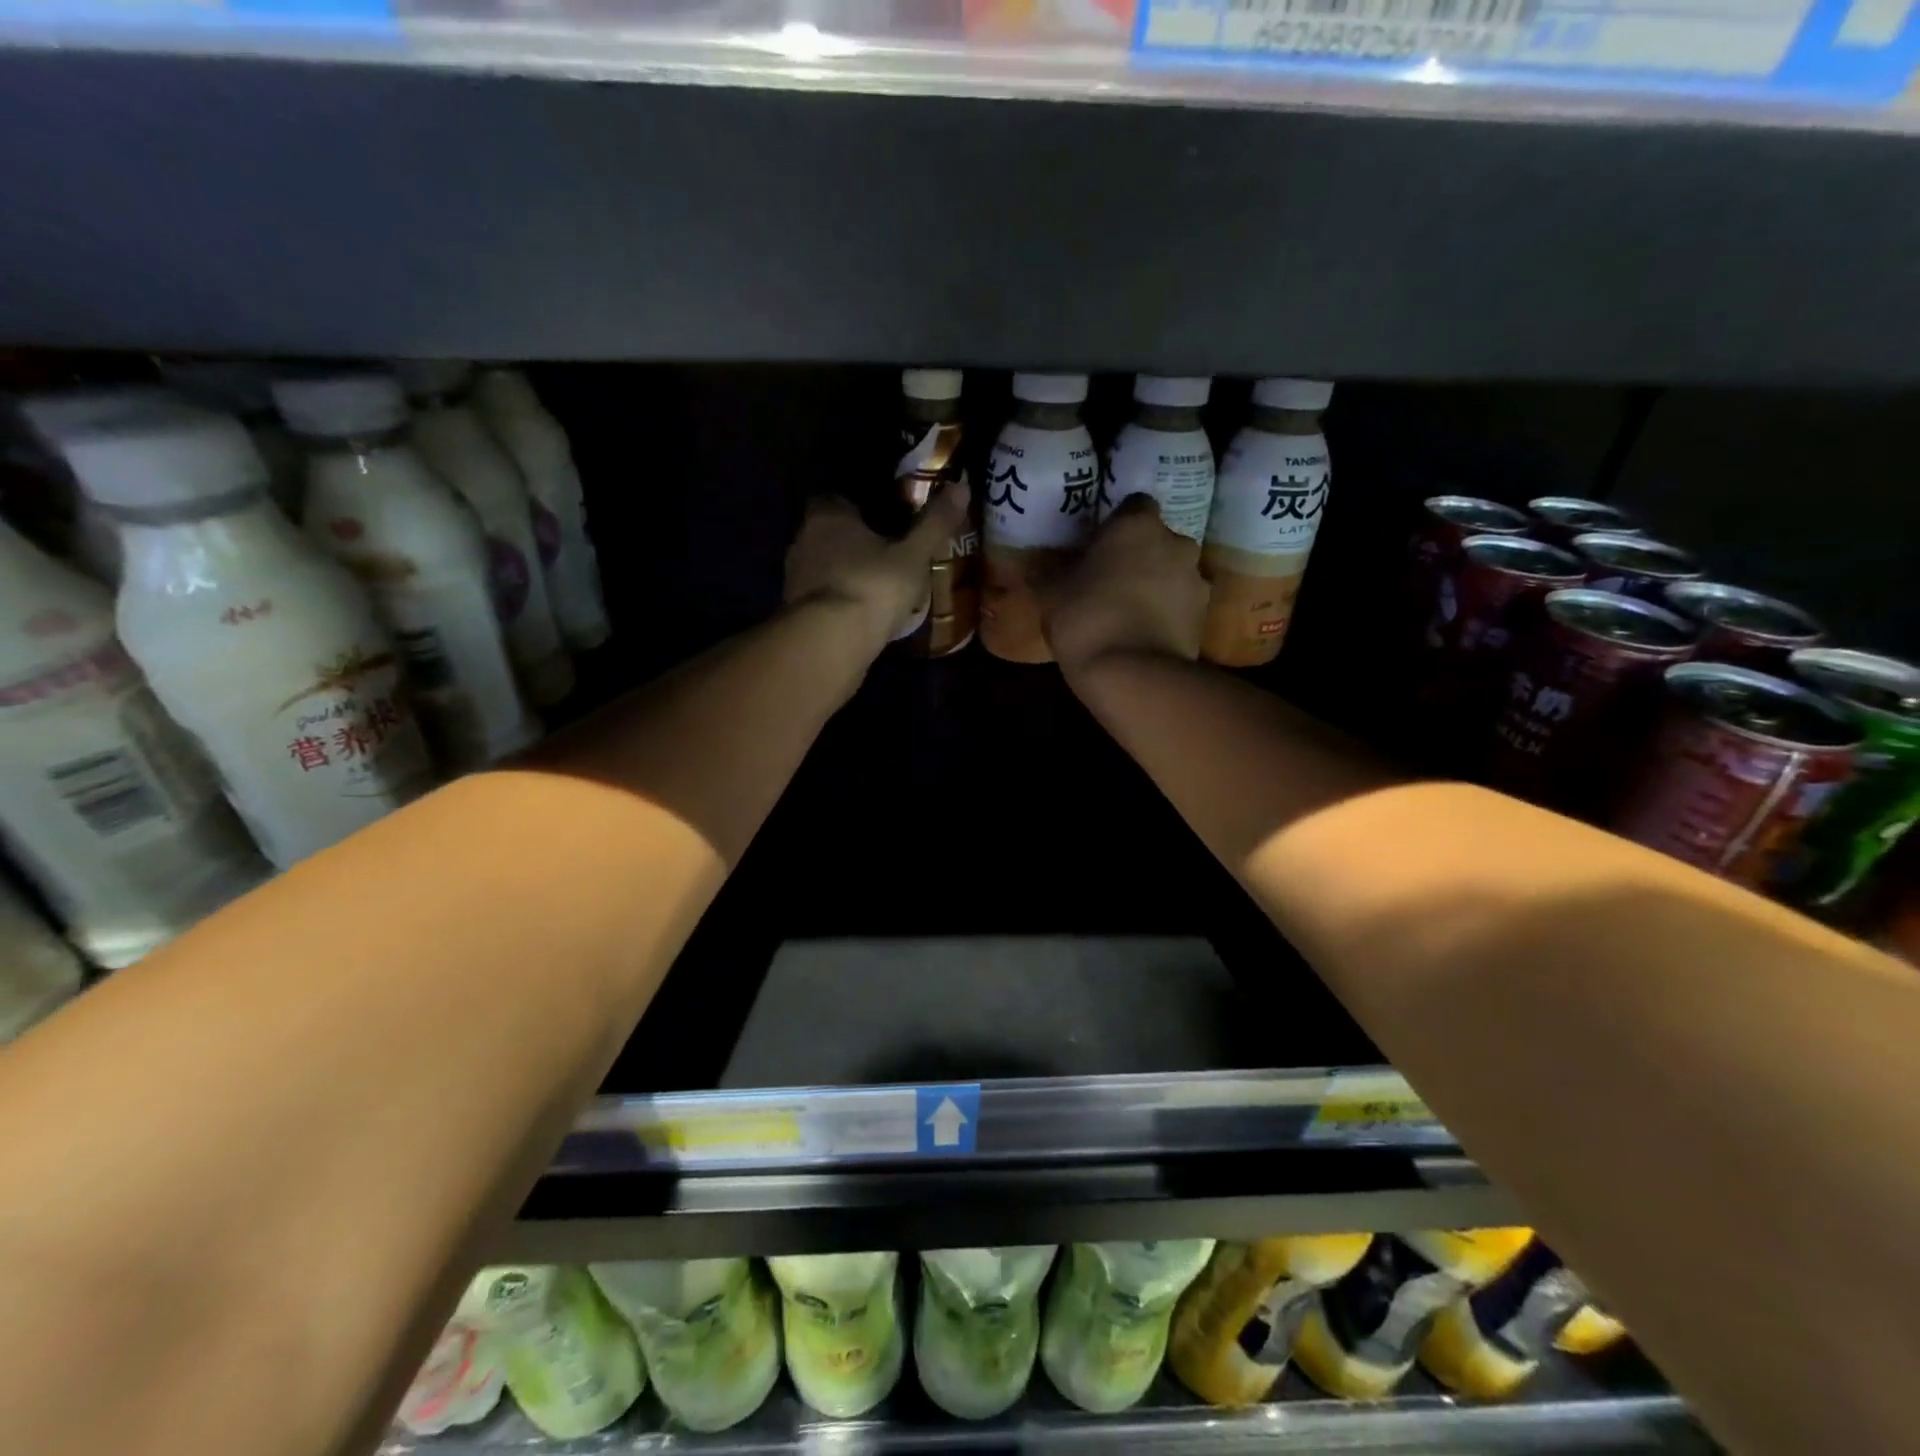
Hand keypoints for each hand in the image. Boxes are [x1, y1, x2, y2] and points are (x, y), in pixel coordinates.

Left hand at [784, 483, 971, 643]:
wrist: (829, 642)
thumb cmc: (872, 586)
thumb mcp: (914, 555)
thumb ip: (935, 523)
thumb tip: (962, 485)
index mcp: (828, 515)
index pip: (837, 499)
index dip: (858, 509)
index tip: (882, 522)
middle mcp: (803, 539)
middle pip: (828, 533)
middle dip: (852, 543)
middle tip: (884, 556)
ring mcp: (794, 577)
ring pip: (823, 566)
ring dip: (843, 573)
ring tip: (875, 588)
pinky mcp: (795, 610)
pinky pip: (820, 596)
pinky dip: (837, 601)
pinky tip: (859, 614)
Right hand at [1042, 494, 1209, 676]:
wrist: (1134, 675)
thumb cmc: (1086, 619)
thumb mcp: (1052, 595)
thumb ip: (1050, 573)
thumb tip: (1035, 566)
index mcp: (1136, 525)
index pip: (1134, 505)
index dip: (1117, 525)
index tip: (1100, 546)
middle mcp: (1175, 541)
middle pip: (1158, 540)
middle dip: (1140, 555)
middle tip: (1113, 580)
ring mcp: (1196, 579)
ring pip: (1174, 573)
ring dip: (1158, 585)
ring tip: (1130, 613)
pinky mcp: (1205, 616)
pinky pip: (1182, 605)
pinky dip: (1168, 614)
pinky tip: (1146, 635)